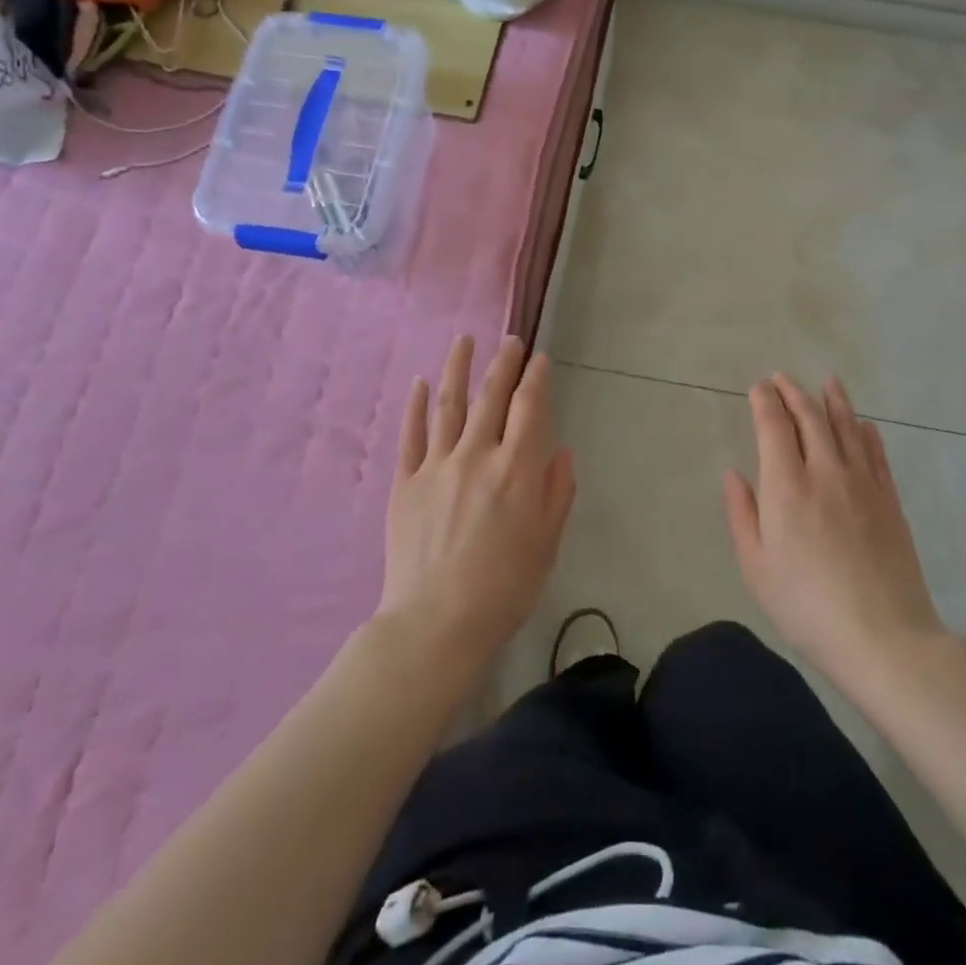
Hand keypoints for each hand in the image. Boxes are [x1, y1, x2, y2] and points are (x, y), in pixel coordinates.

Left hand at [379, 335, 576, 667]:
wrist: (436, 623)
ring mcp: (437, 465)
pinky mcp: (405, 482)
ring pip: (449, 404)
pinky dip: (417, 406)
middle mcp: (477, 456)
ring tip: (463, 340)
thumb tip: (560, 450)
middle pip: (491, 397)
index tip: (539, 359)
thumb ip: (556, 492)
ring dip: (457, 368)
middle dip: (503, 364)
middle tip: (510, 340)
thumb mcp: (546, 544)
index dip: (536, 378)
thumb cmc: (504, 588)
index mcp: (516, 470)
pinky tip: (421, 383)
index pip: (530, 408)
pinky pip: (411, 435)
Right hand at [723, 374, 945, 695]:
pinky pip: (876, 454)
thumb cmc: (806, 606)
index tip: (758, 387)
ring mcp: (862, 483)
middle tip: (783, 377)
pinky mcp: (889, 500)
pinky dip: (867, 432)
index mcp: (786, 486)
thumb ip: (742, 514)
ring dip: (833, 400)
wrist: (883, 637)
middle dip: (793, 392)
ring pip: (846, 427)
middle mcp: (825, 471)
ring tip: (827, 380)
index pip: (774, 426)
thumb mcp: (756, 567)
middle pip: (810, 417)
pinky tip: (864, 424)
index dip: (765, 401)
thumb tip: (733, 473)